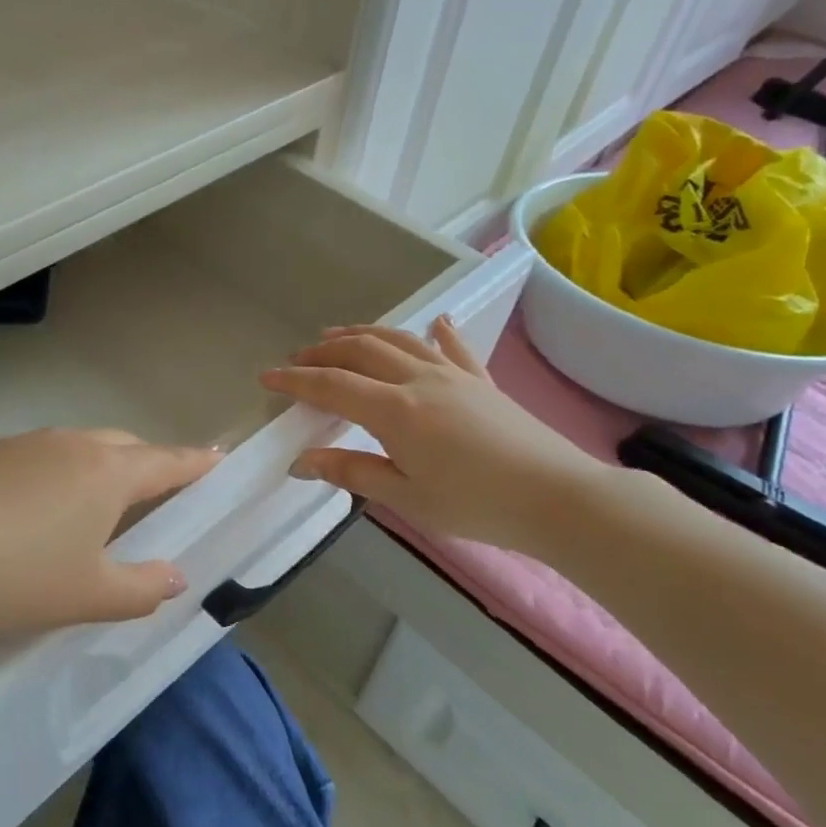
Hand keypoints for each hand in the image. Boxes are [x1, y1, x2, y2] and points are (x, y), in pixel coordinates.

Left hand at [0, 428, 220, 644]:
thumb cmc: (21, 580)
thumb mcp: (92, 596)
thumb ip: (144, 587)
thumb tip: (175, 576)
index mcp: (107, 473)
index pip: (167, 462)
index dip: (195, 464)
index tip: (217, 459)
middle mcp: (73, 444)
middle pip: (125, 446)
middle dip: (148, 465)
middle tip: (156, 495)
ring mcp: (27, 442)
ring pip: (81, 445)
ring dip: (100, 466)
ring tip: (93, 505)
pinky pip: (42, 453)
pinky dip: (58, 471)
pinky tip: (35, 508)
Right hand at [260, 315, 610, 559]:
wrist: (559, 497)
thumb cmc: (476, 504)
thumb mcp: (406, 497)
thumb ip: (351, 471)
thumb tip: (301, 460)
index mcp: (395, 410)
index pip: (332, 386)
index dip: (295, 381)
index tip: (266, 377)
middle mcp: (418, 380)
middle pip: (361, 352)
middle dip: (324, 352)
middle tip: (297, 358)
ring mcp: (453, 375)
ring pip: (399, 340)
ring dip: (363, 334)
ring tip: (338, 335)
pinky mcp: (482, 381)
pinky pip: (453, 348)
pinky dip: (437, 332)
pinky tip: (433, 322)